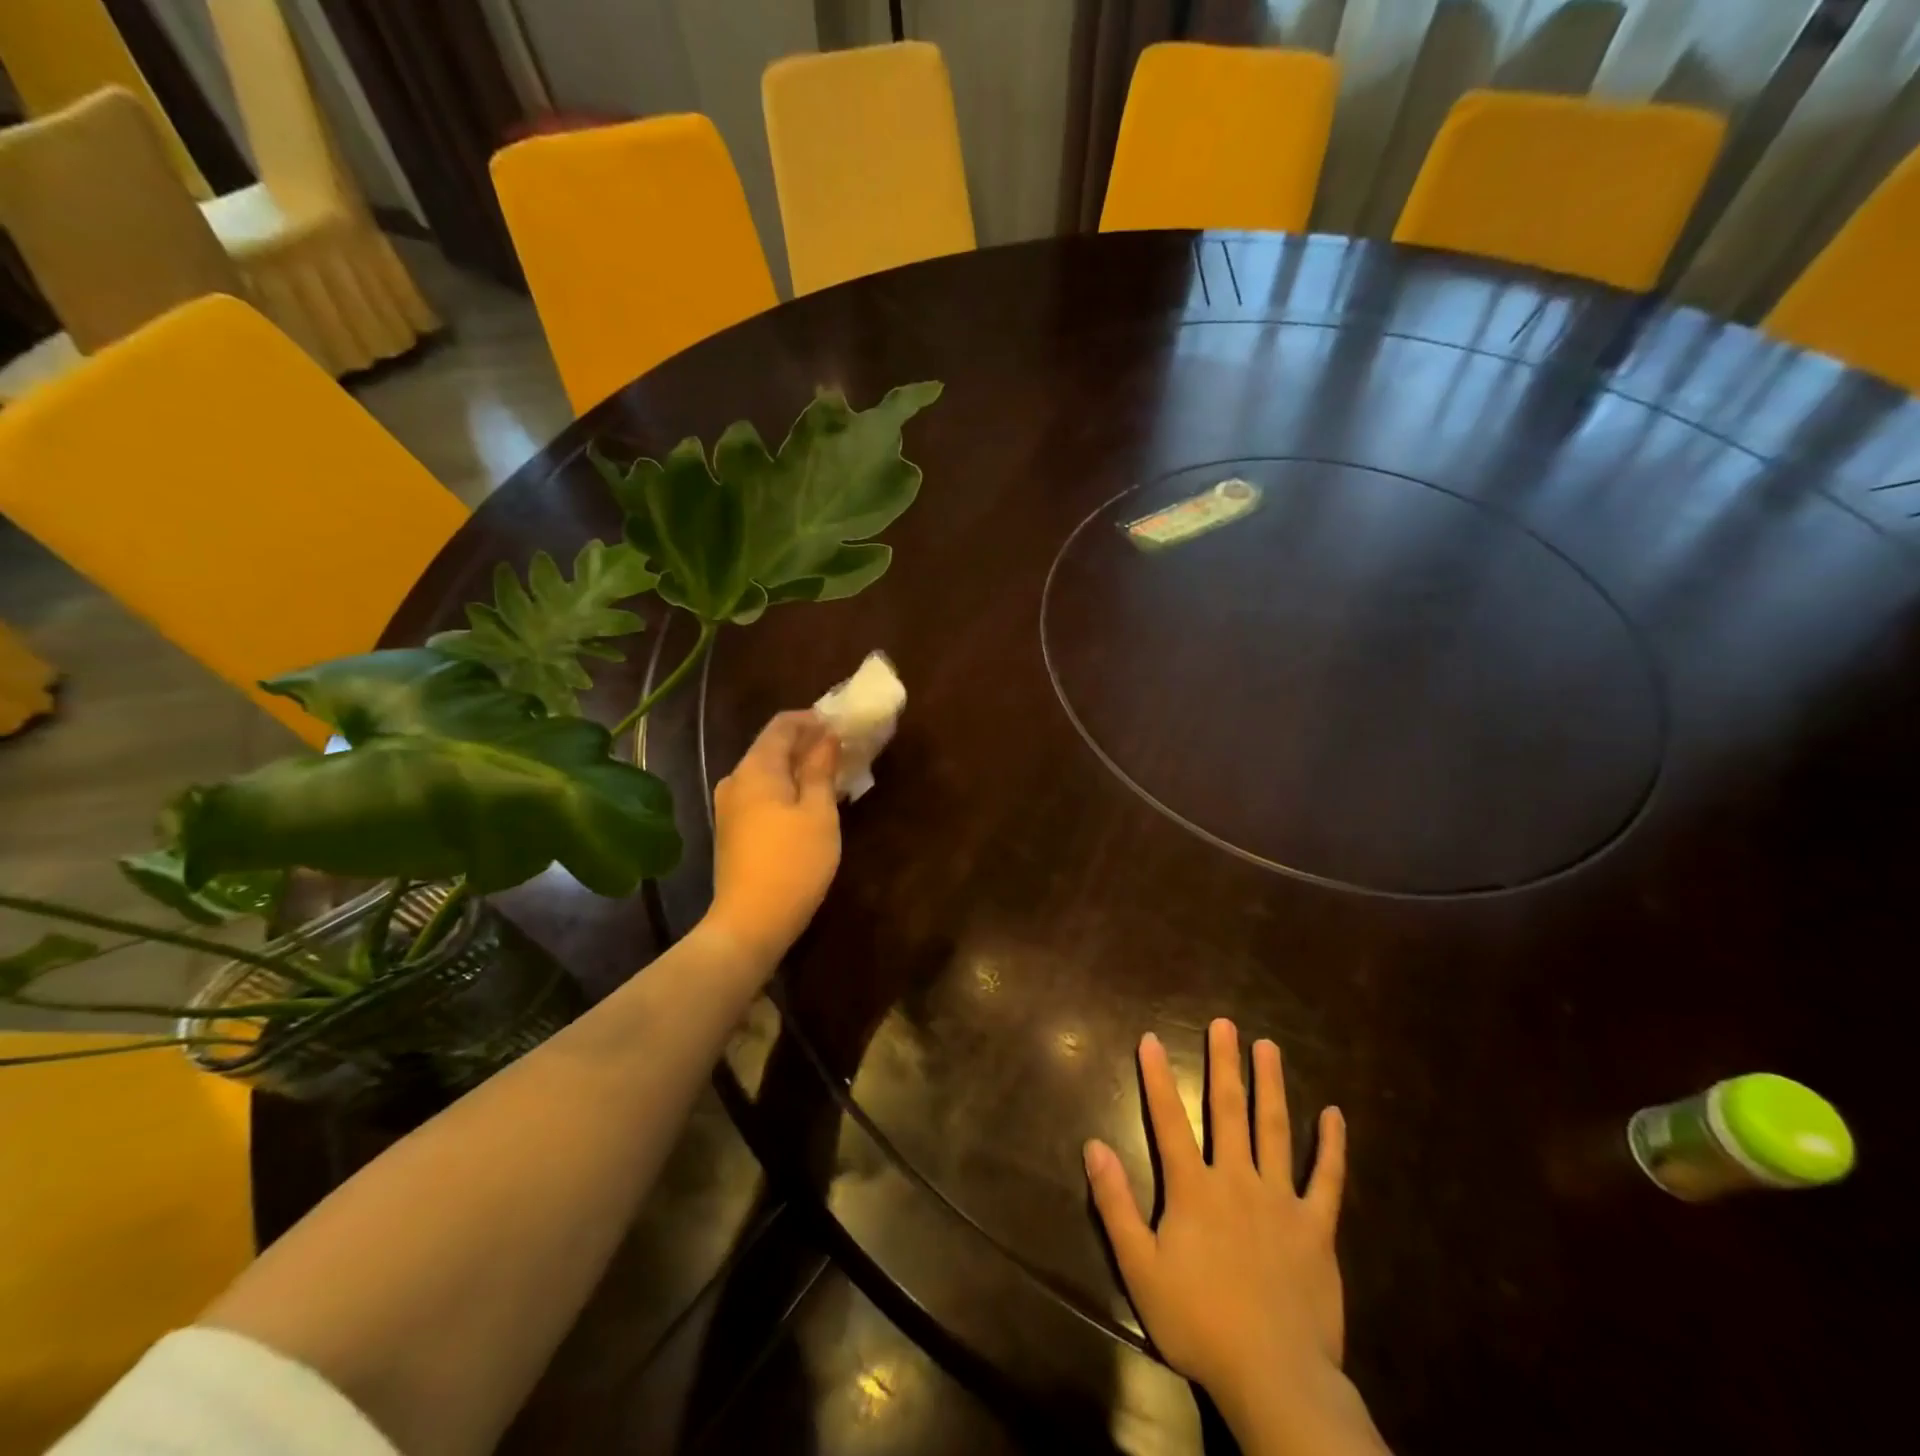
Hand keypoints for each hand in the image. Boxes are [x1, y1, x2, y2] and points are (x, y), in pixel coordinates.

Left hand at [704, 711, 841, 968]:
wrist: (749, 923)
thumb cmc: (793, 863)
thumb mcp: (819, 813)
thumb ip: (822, 770)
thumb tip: (827, 737)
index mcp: (756, 769)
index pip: (782, 724)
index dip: (813, 719)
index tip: (843, 724)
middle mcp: (736, 780)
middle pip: (772, 747)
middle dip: (808, 743)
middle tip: (844, 749)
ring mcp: (730, 807)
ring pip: (768, 772)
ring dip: (799, 768)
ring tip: (833, 775)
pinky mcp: (732, 830)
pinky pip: (762, 794)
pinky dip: (787, 789)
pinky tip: (811, 802)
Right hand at [1085, 1021, 1385, 1455]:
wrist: (1274, 1377)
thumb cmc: (1199, 1322)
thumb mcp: (1140, 1268)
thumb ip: (1116, 1204)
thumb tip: (1093, 1146)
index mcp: (1194, 1189)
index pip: (1170, 1120)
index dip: (1157, 1078)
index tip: (1151, 1039)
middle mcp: (1237, 1179)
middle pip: (1228, 1110)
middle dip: (1223, 1063)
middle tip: (1224, 1024)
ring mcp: (1281, 1201)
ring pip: (1275, 1129)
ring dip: (1270, 1085)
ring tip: (1267, 1046)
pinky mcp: (1317, 1228)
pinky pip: (1327, 1180)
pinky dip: (1331, 1147)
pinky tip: (1334, 1114)